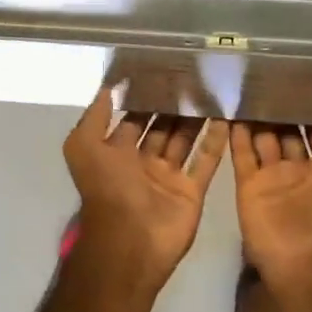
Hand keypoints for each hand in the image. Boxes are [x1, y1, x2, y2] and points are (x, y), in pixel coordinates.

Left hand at [63, 89, 226, 296]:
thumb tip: (108, 87)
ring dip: (195, 118)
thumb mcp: (84, 147)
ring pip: (184, 140)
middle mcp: (141, 162)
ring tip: (212, 89)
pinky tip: (226, 117)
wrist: (130, 241)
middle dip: (173, 105)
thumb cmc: (106, 188)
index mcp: (115, 152)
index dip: (144, 97)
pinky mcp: (191, 191)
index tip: (162, 71)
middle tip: (194, 76)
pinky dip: (215, 142)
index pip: (132, 118)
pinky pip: (205, 162)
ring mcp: (168, 177)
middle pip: (160, 127)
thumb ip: (95, 116)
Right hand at [232, 94, 311, 299]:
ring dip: (256, 115)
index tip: (302, 75)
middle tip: (268, 73)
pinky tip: (228, 105)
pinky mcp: (249, 188)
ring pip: (262, 139)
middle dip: (280, 108)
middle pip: (288, 133)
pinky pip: (240, 154)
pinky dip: (234, 132)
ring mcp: (274, 180)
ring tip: (245, 81)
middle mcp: (303, 172)